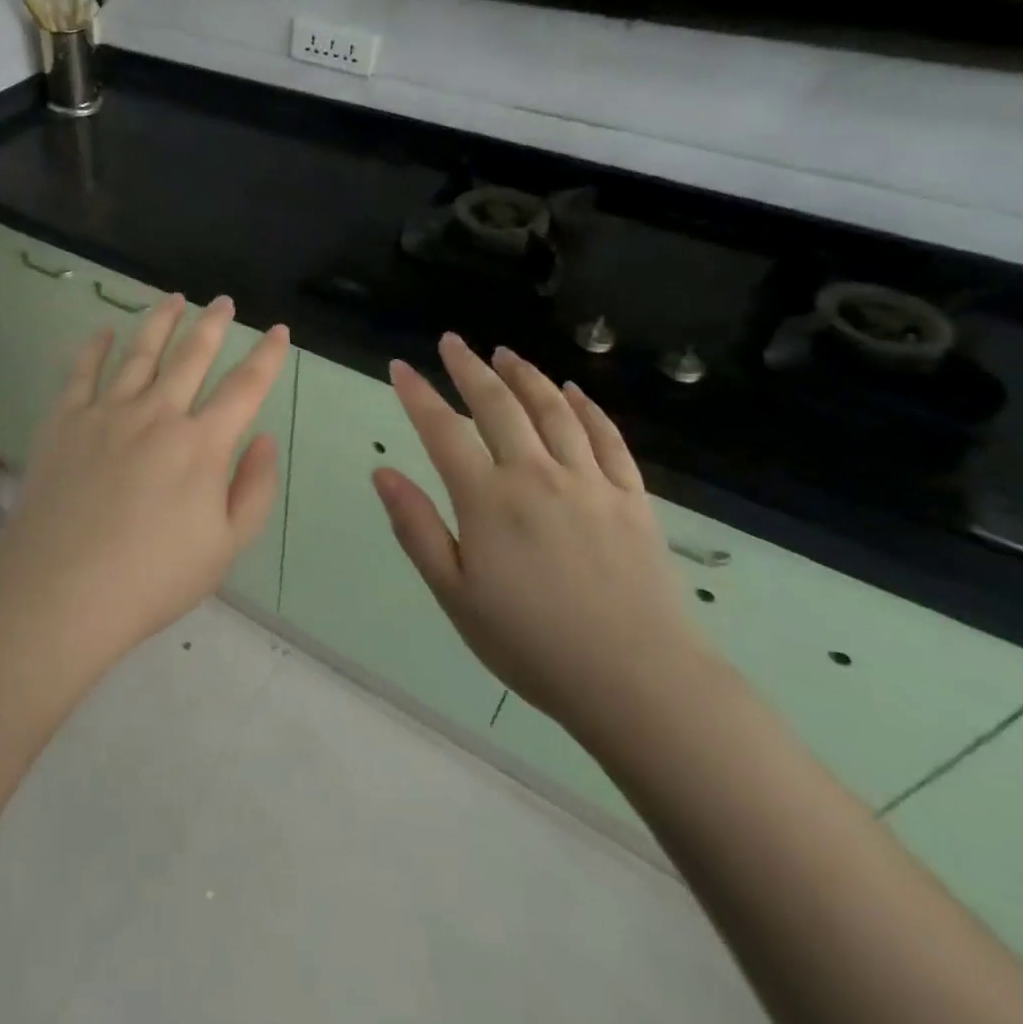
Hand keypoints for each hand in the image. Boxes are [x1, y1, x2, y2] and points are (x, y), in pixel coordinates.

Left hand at [0, 294, 291, 667]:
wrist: (62, 593)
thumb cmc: (152, 579)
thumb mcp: (225, 547)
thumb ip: (254, 489)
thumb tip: (264, 437)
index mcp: (201, 444)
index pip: (245, 387)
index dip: (268, 356)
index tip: (279, 331)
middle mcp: (157, 414)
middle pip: (192, 356)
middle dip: (213, 324)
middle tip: (224, 301)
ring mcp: (107, 412)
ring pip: (140, 352)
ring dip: (161, 321)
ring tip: (174, 298)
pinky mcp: (65, 421)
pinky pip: (82, 372)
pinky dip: (95, 347)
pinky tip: (103, 331)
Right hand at [373, 334, 714, 742]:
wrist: (639, 682)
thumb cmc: (532, 644)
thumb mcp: (455, 594)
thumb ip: (417, 528)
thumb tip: (383, 473)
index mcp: (488, 500)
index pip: (442, 430)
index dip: (417, 394)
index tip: (400, 367)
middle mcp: (537, 475)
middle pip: (499, 404)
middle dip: (470, 367)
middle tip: (452, 341)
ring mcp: (590, 482)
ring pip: (554, 410)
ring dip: (525, 375)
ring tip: (505, 353)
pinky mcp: (632, 498)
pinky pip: (607, 438)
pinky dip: (587, 408)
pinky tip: (574, 391)